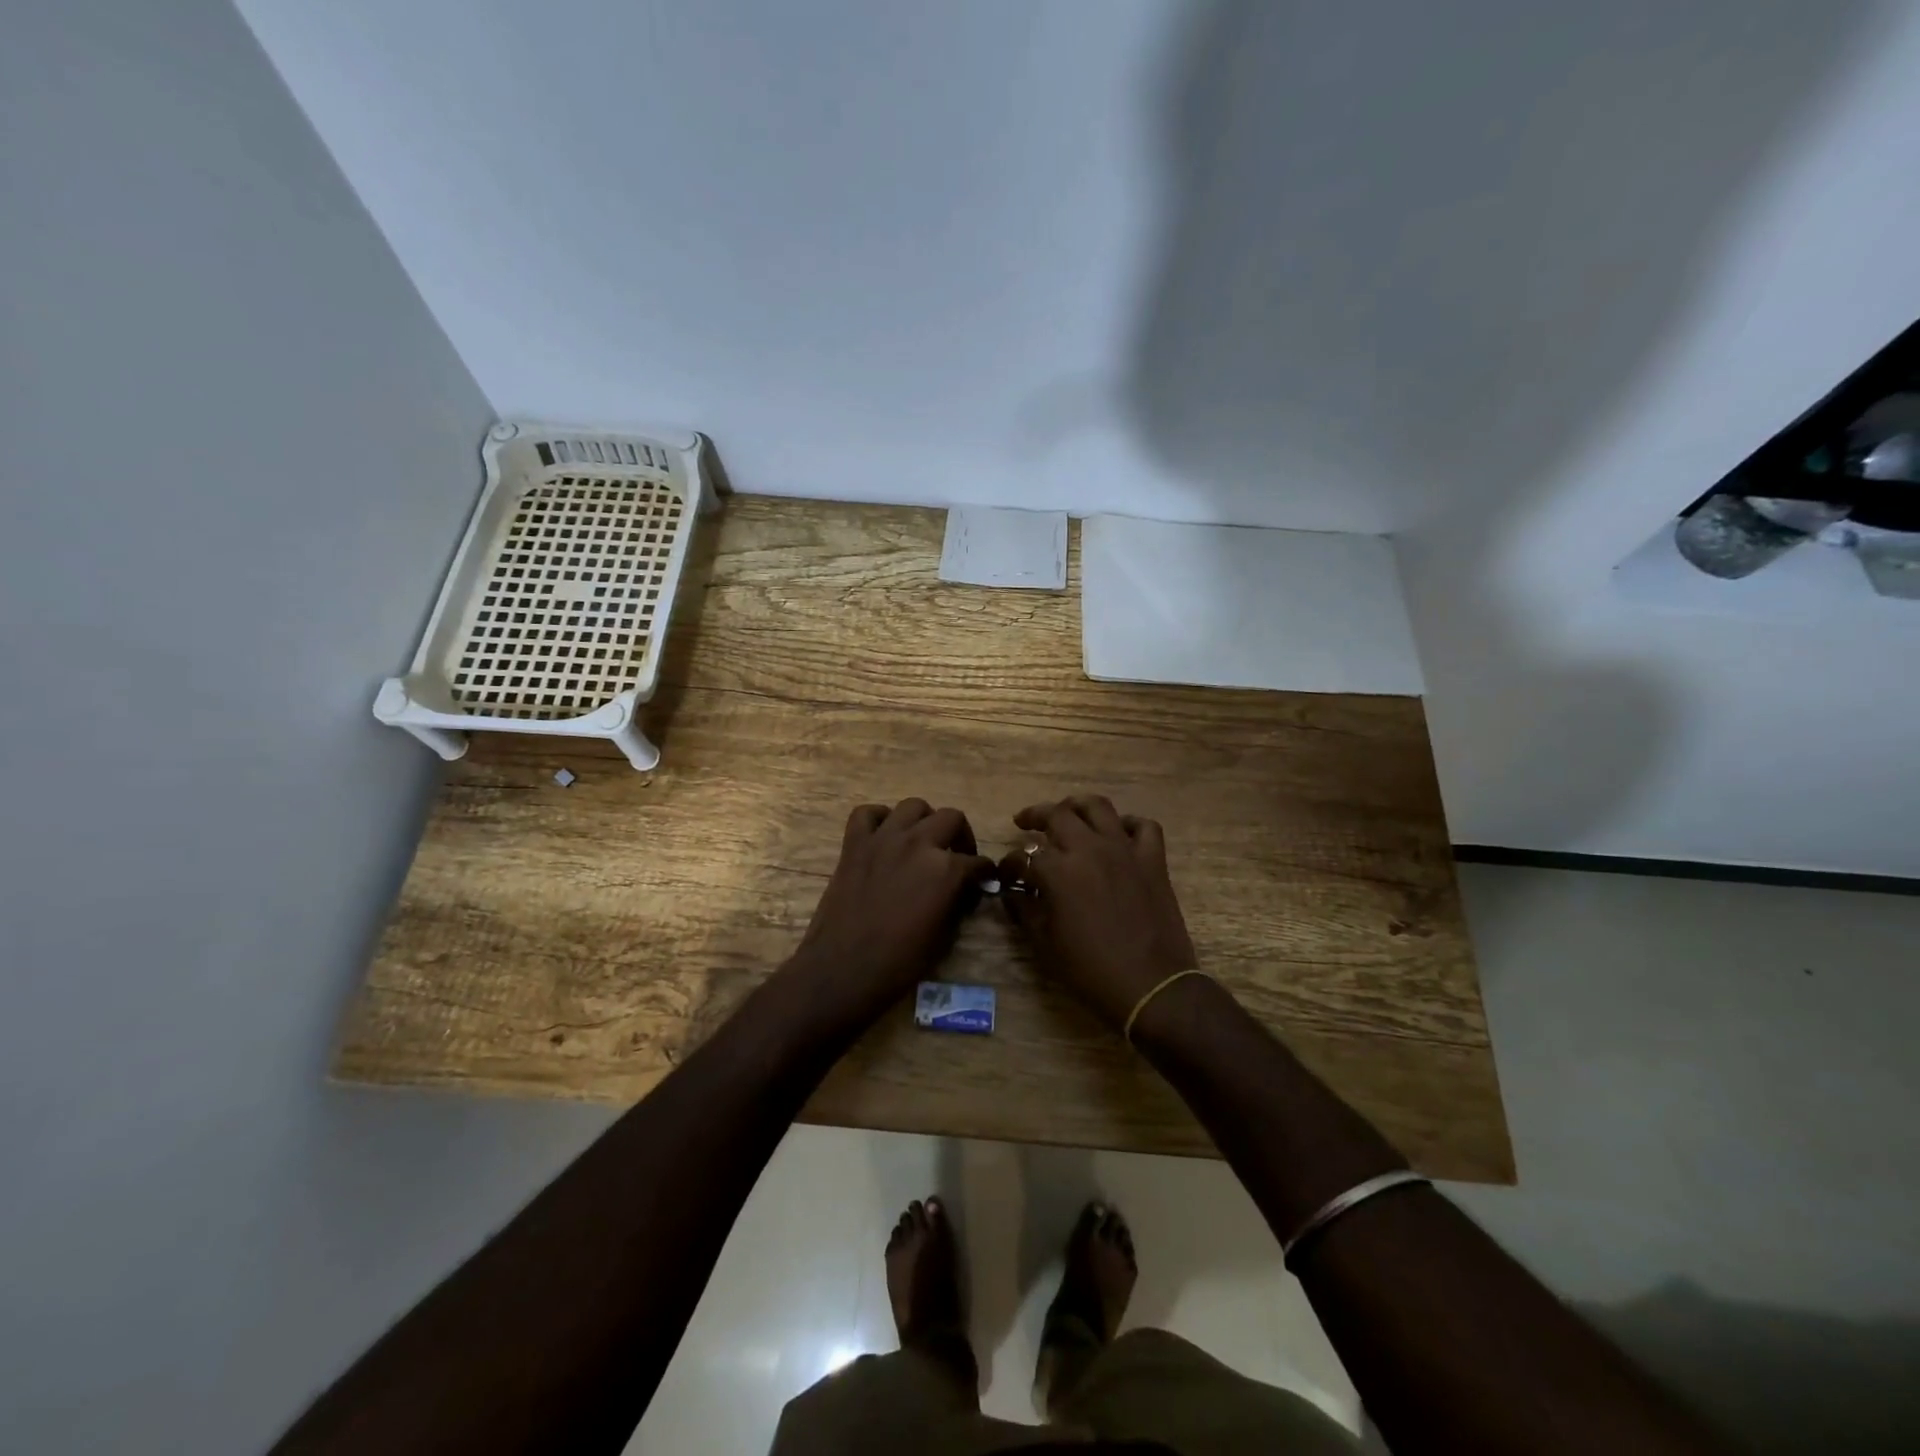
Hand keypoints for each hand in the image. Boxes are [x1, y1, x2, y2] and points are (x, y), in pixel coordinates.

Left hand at [788, 799, 994, 1025]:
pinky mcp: (854, 844)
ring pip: (912, 806)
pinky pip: (867, 814)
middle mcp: (918, 843)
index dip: (984, 874)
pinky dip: (879, 819)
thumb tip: (966, 890)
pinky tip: (884, 836)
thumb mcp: (945, 937)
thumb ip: (959, 903)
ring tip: (923, 841)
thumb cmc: (899, 963)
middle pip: (952, 818)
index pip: (977, 863)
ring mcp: (883, 839)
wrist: (843, 970)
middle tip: (958, 857)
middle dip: (961, 837)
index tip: (983, 882)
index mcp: (946, 869)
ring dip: (924, 821)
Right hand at [998, 795, 1198, 1028]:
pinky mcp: (1153, 860)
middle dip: (1035, 816)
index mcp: (1059, 871)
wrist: (1150, 986)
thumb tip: (1013, 895)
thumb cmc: (1091, 969)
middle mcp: (1090, 849)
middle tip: (1025, 823)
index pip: (1024, 857)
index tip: (1006, 876)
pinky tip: (1118, 834)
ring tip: (1067, 813)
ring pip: (1098, 807)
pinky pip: (1143, 827)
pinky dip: (1129, 824)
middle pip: (1057, 815)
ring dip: (1077, 806)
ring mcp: (1125, 850)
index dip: (1010, 865)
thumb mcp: (1046, 944)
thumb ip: (1025, 912)